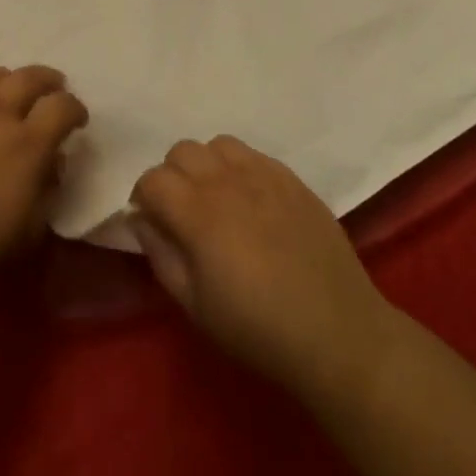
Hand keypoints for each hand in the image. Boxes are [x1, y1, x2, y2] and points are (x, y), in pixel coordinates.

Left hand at [0, 66, 87, 294]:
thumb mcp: (28, 233)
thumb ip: (47, 193)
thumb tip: (51, 166)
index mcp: (27, 144)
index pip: (62, 106)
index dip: (75, 109)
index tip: (76, 121)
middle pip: (28, 78)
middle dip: (47, 80)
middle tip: (52, 88)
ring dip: (5, 77)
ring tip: (8, 86)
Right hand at [129, 136, 394, 399]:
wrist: (335, 330)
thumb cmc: (257, 328)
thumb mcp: (194, 305)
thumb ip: (161, 254)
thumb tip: (141, 221)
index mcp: (199, 213)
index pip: (153, 178)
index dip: (143, 198)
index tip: (151, 222)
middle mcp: (228, 181)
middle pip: (182, 150)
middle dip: (171, 176)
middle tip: (180, 211)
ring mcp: (265, 175)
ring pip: (218, 144)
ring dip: (206, 165)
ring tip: (215, 199)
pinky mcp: (292, 179)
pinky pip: (253, 154)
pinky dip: (239, 167)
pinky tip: (250, 200)